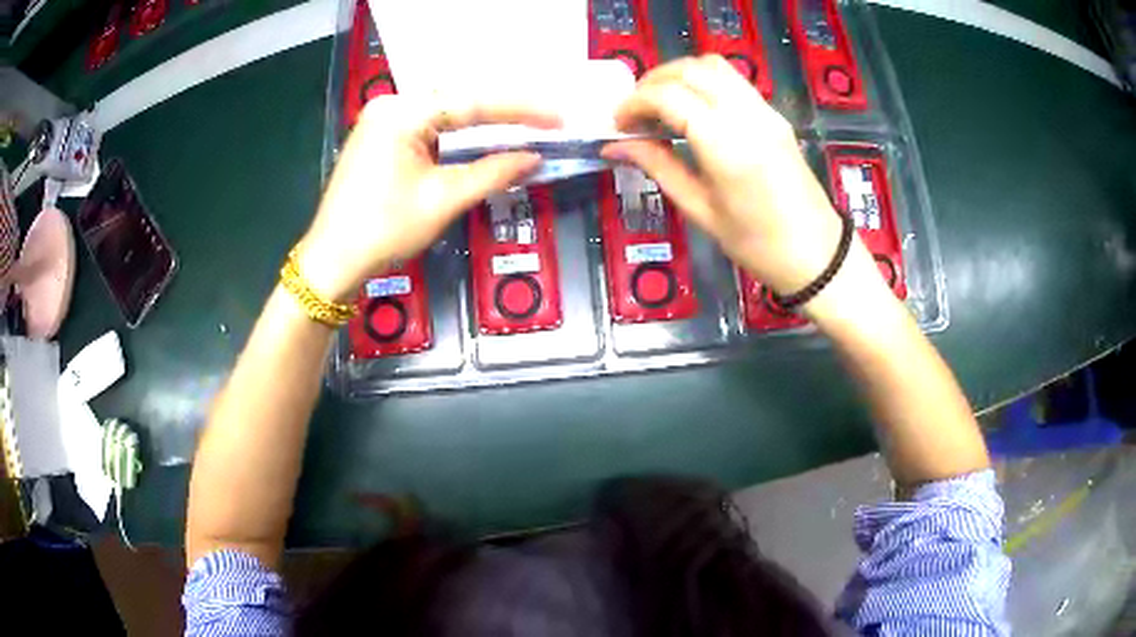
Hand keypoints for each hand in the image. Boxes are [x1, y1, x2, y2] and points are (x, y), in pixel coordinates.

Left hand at [297, 96, 560, 301]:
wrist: (331, 261)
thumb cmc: (383, 230)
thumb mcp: (443, 200)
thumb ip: (492, 172)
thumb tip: (534, 157)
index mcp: (402, 113)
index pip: (472, 103)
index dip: (520, 110)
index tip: (558, 117)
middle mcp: (390, 105)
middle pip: (457, 101)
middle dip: (503, 111)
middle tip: (546, 119)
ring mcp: (381, 119)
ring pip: (443, 112)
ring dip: (481, 121)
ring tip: (524, 124)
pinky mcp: (379, 136)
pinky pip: (427, 125)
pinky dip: (456, 133)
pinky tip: (482, 135)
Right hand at [601, 55, 846, 296]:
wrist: (817, 254)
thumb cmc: (756, 244)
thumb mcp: (700, 210)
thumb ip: (658, 166)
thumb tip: (616, 146)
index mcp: (725, 144)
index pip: (669, 96)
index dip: (634, 103)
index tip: (617, 124)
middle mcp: (746, 115)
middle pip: (689, 70)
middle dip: (652, 82)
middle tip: (634, 112)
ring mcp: (765, 110)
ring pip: (712, 66)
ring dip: (678, 75)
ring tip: (660, 105)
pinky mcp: (774, 114)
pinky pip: (732, 79)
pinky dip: (702, 81)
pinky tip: (691, 108)